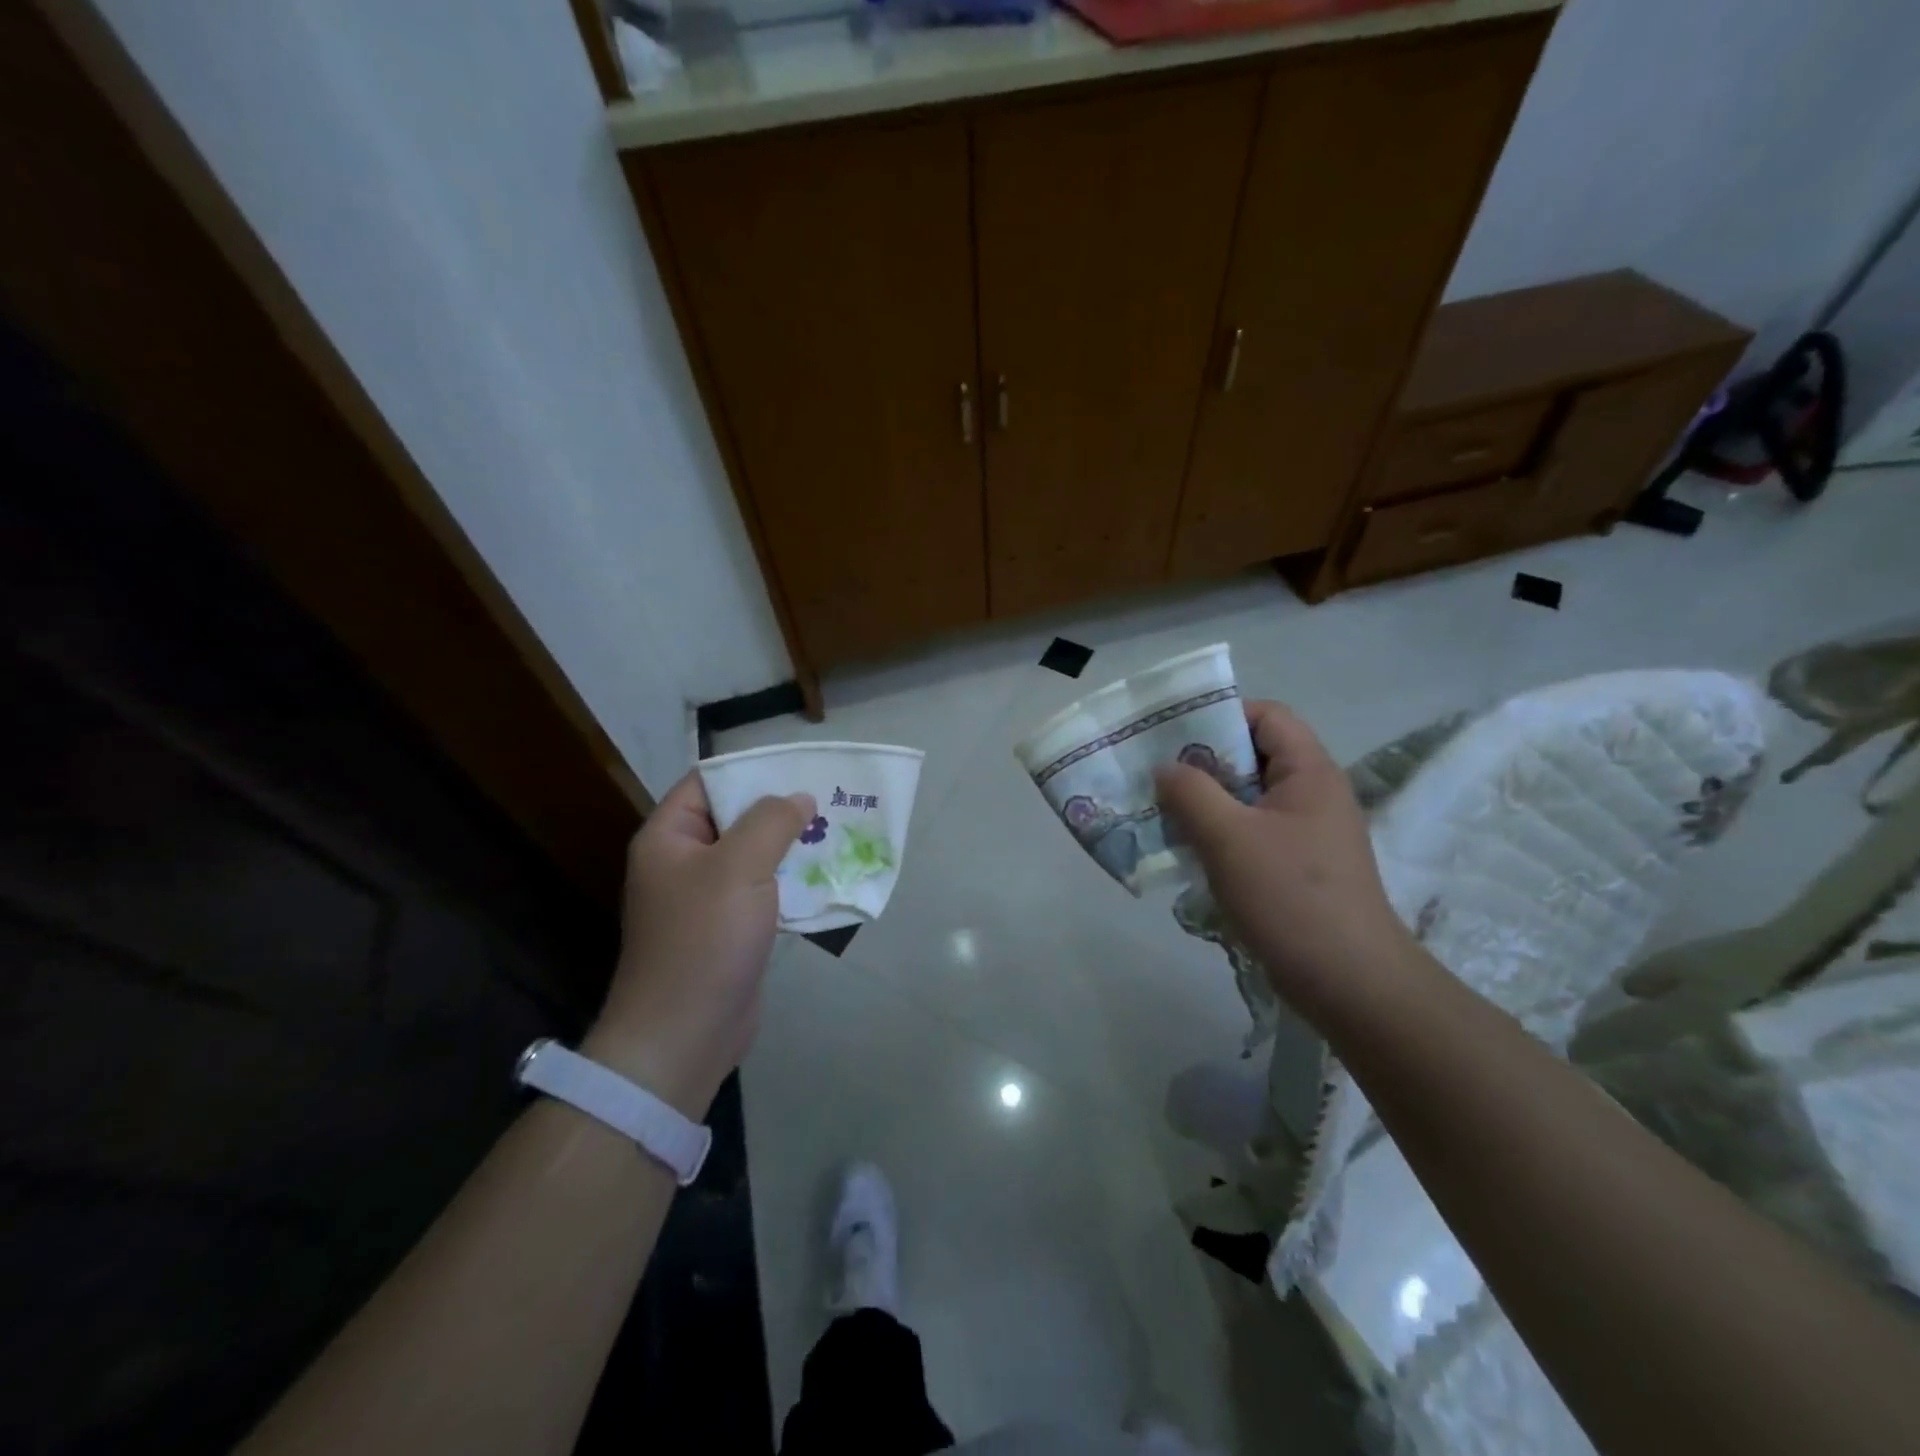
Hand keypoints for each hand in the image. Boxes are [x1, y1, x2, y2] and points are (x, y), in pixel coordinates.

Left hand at [584, 773, 812, 1117]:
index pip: (708, 782)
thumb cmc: (705, 940)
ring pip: (753, 856)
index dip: (751, 770)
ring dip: (790, 846)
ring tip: (836, 831)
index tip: (799, 767)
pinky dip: (790, 881)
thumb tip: (798, 798)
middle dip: (780, 809)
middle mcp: (682, 862)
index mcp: (668, 838)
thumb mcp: (739, 867)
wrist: (684, 1035)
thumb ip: (771, 822)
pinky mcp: (728, 929)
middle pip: (734, 818)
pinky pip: (761, 890)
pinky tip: (825, 875)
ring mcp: (705, 898)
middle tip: (829, 798)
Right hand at [1155, 701, 1412, 1025]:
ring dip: (1205, 802)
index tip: (1173, 736)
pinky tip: (1187, 851)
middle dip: (1202, 762)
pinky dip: (1218, 833)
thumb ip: (1191, 792)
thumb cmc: (1290, 897)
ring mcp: (1306, 832)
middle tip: (1156, 775)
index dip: (1220, 715)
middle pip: (1253, 755)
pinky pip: (1251, 832)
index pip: (1266, 716)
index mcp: (1309, 772)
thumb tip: (1166, 768)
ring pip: (1247, 798)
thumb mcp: (1229, 837)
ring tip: (1162, 812)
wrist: (1350, 982)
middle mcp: (1312, 794)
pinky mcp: (1297, 866)